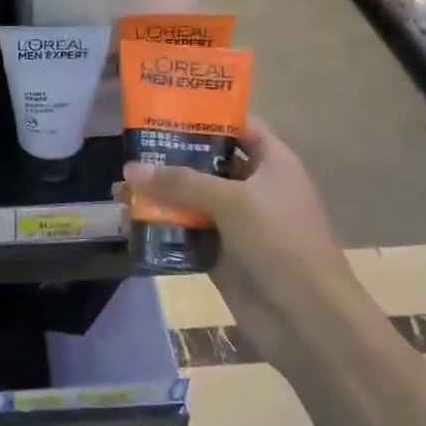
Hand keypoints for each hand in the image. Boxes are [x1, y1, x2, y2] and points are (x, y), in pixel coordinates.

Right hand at [122, 114, 351, 298]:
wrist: (305, 317)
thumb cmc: (280, 242)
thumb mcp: (232, 201)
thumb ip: (181, 182)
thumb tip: (131, 169)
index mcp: (273, 163)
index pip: (240, 127)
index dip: (207, 115)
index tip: (166, 108)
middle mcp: (254, 189)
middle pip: (210, 163)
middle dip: (173, 156)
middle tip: (131, 146)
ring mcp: (237, 223)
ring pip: (193, 200)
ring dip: (162, 194)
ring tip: (121, 185)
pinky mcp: (221, 255)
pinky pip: (187, 233)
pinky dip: (163, 227)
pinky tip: (130, 220)